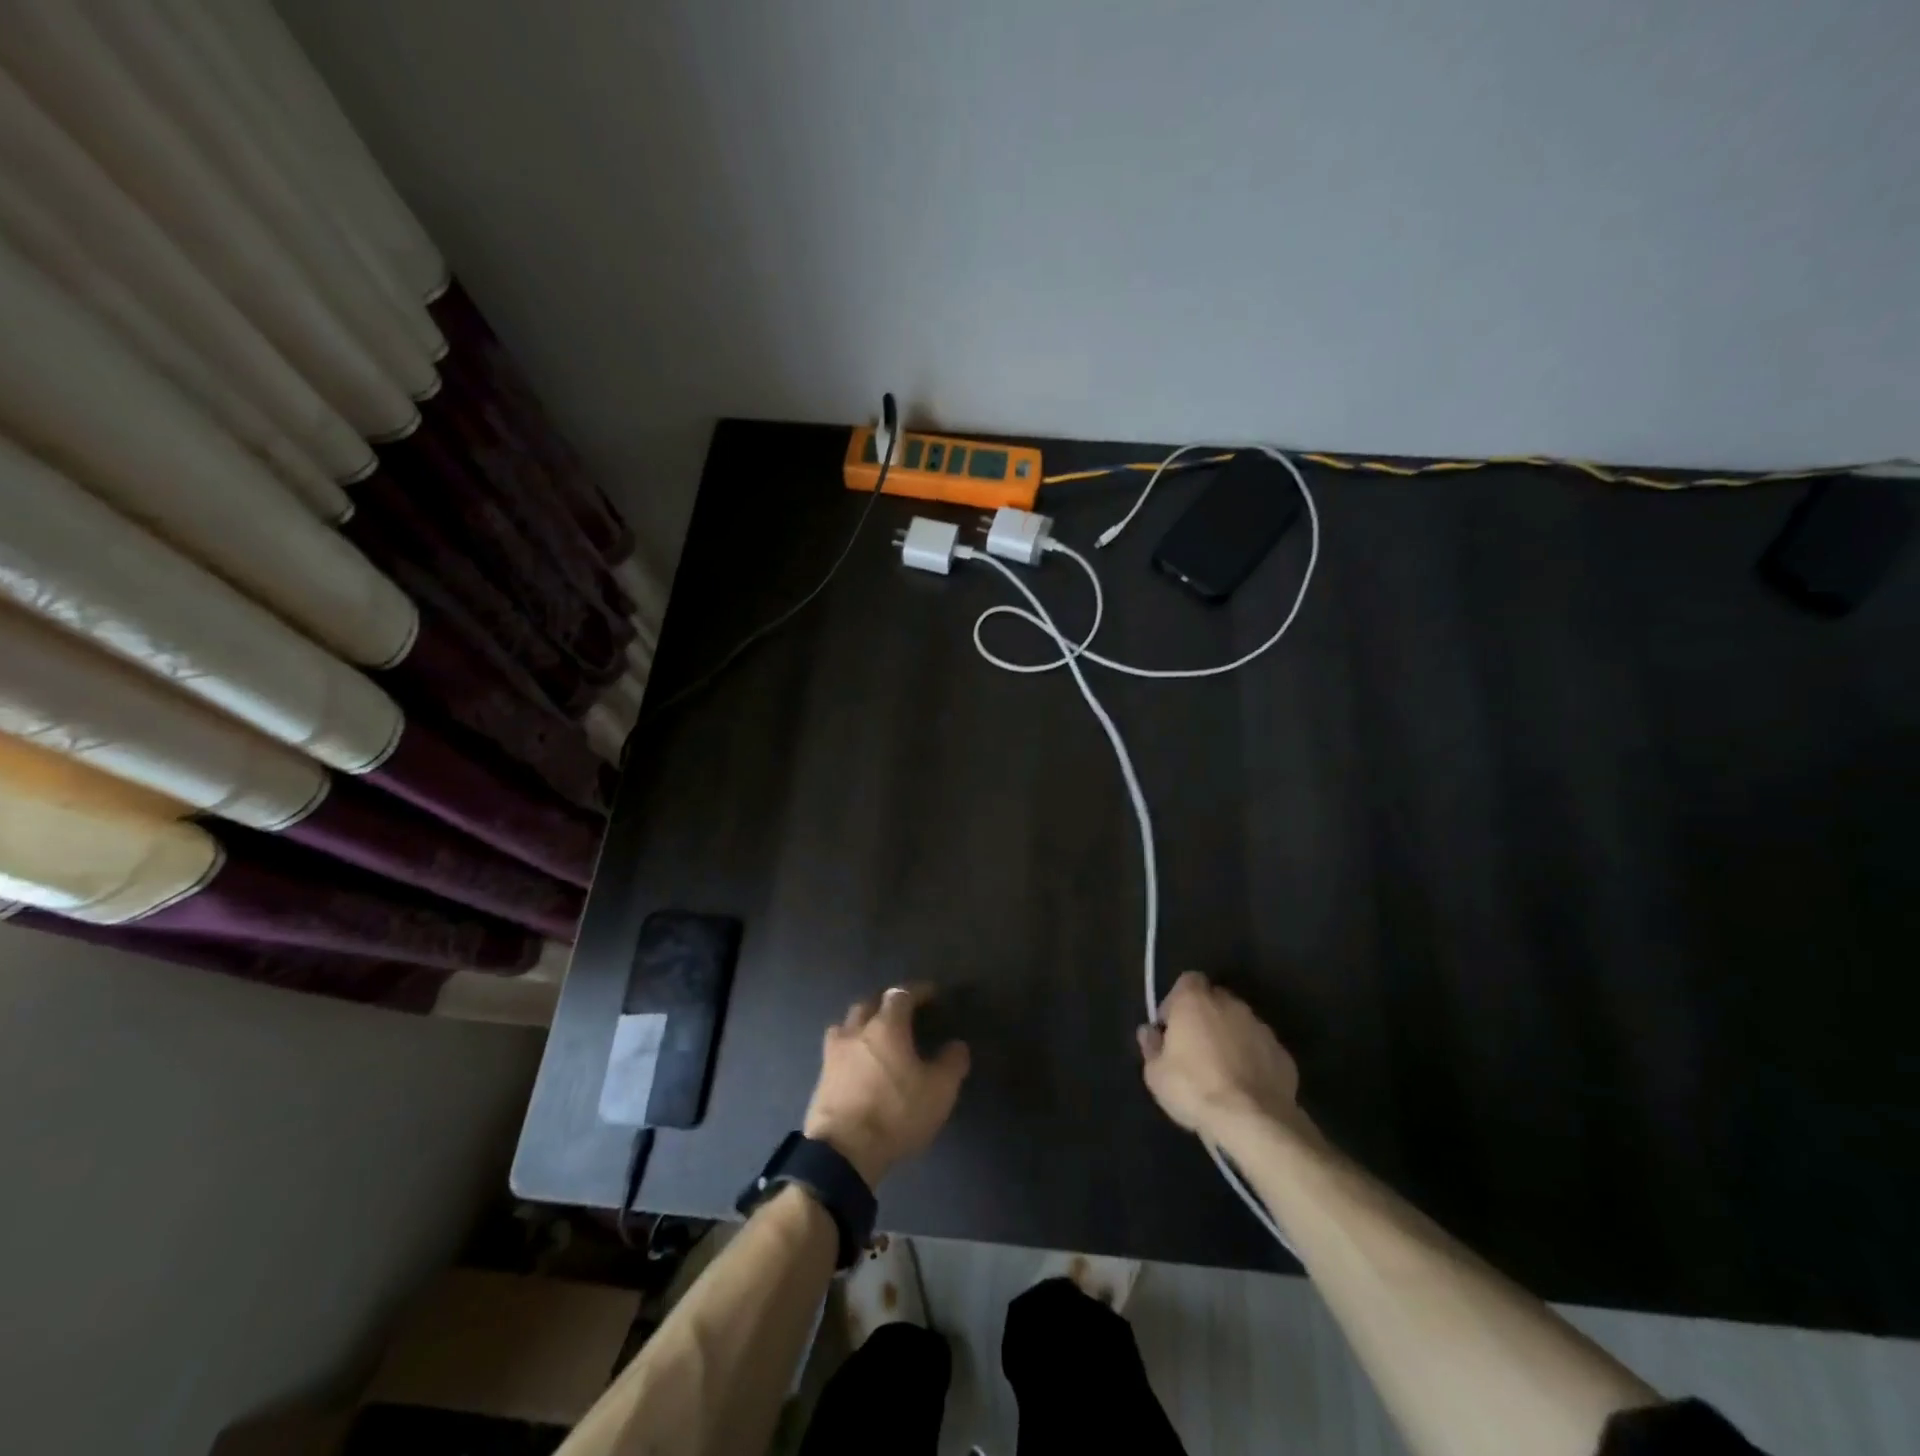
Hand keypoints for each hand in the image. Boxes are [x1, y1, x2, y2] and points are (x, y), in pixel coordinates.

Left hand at [803, 985, 969, 1186]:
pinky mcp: (821, 1077)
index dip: (918, 990)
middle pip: (869, 1003)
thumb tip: (957, 1045)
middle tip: (902, 1011)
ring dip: (862, 1021)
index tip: (931, 993)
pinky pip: (837, 1049)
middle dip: (886, 1002)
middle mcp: (857, 1030)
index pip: (902, 994)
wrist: (843, 1152)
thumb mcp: (938, 1092)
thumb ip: (951, 1063)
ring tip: (874, 1033)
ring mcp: (834, 1053)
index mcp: (886, 1026)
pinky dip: (850, 1047)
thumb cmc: (895, 1113)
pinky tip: (858, 1061)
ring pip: (847, 1023)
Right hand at [1138, 971, 1303, 1142]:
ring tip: (1223, 1070)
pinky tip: (1246, 1085)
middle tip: (1196, 1048)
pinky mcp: (1282, 1053)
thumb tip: (1149, 1032)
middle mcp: (1230, 1004)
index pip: (1188, 980)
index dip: (1177, 1000)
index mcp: (1195, 1001)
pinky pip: (1261, 1048)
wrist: (1254, 1120)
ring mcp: (1260, 1027)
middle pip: (1215, 999)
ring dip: (1231, 1037)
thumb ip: (1151, 1047)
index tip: (1171, 1027)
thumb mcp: (1156, 1074)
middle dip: (1206, 1017)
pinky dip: (1253, 1059)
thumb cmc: (1194, 1089)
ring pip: (1240, 1023)